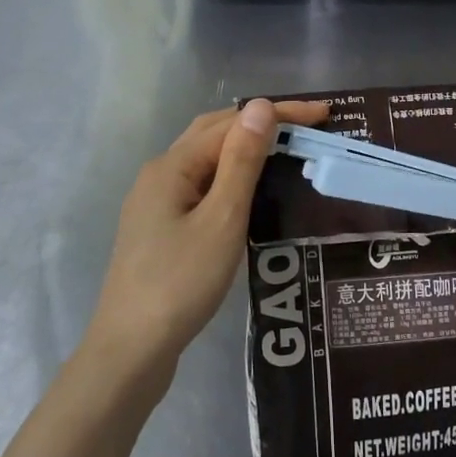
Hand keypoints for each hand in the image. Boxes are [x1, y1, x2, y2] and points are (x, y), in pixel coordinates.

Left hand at [84, 98, 328, 385]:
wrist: (131, 350)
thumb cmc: (181, 283)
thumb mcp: (222, 219)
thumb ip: (242, 162)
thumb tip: (259, 106)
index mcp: (172, 166)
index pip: (232, 123)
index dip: (279, 114)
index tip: (324, 115)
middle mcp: (160, 174)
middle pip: (214, 133)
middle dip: (261, 124)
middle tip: (309, 128)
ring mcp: (156, 202)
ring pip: (207, 160)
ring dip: (246, 149)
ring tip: (287, 151)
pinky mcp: (161, 228)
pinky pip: (202, 186)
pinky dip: (232, 177)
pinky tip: (251, 193)